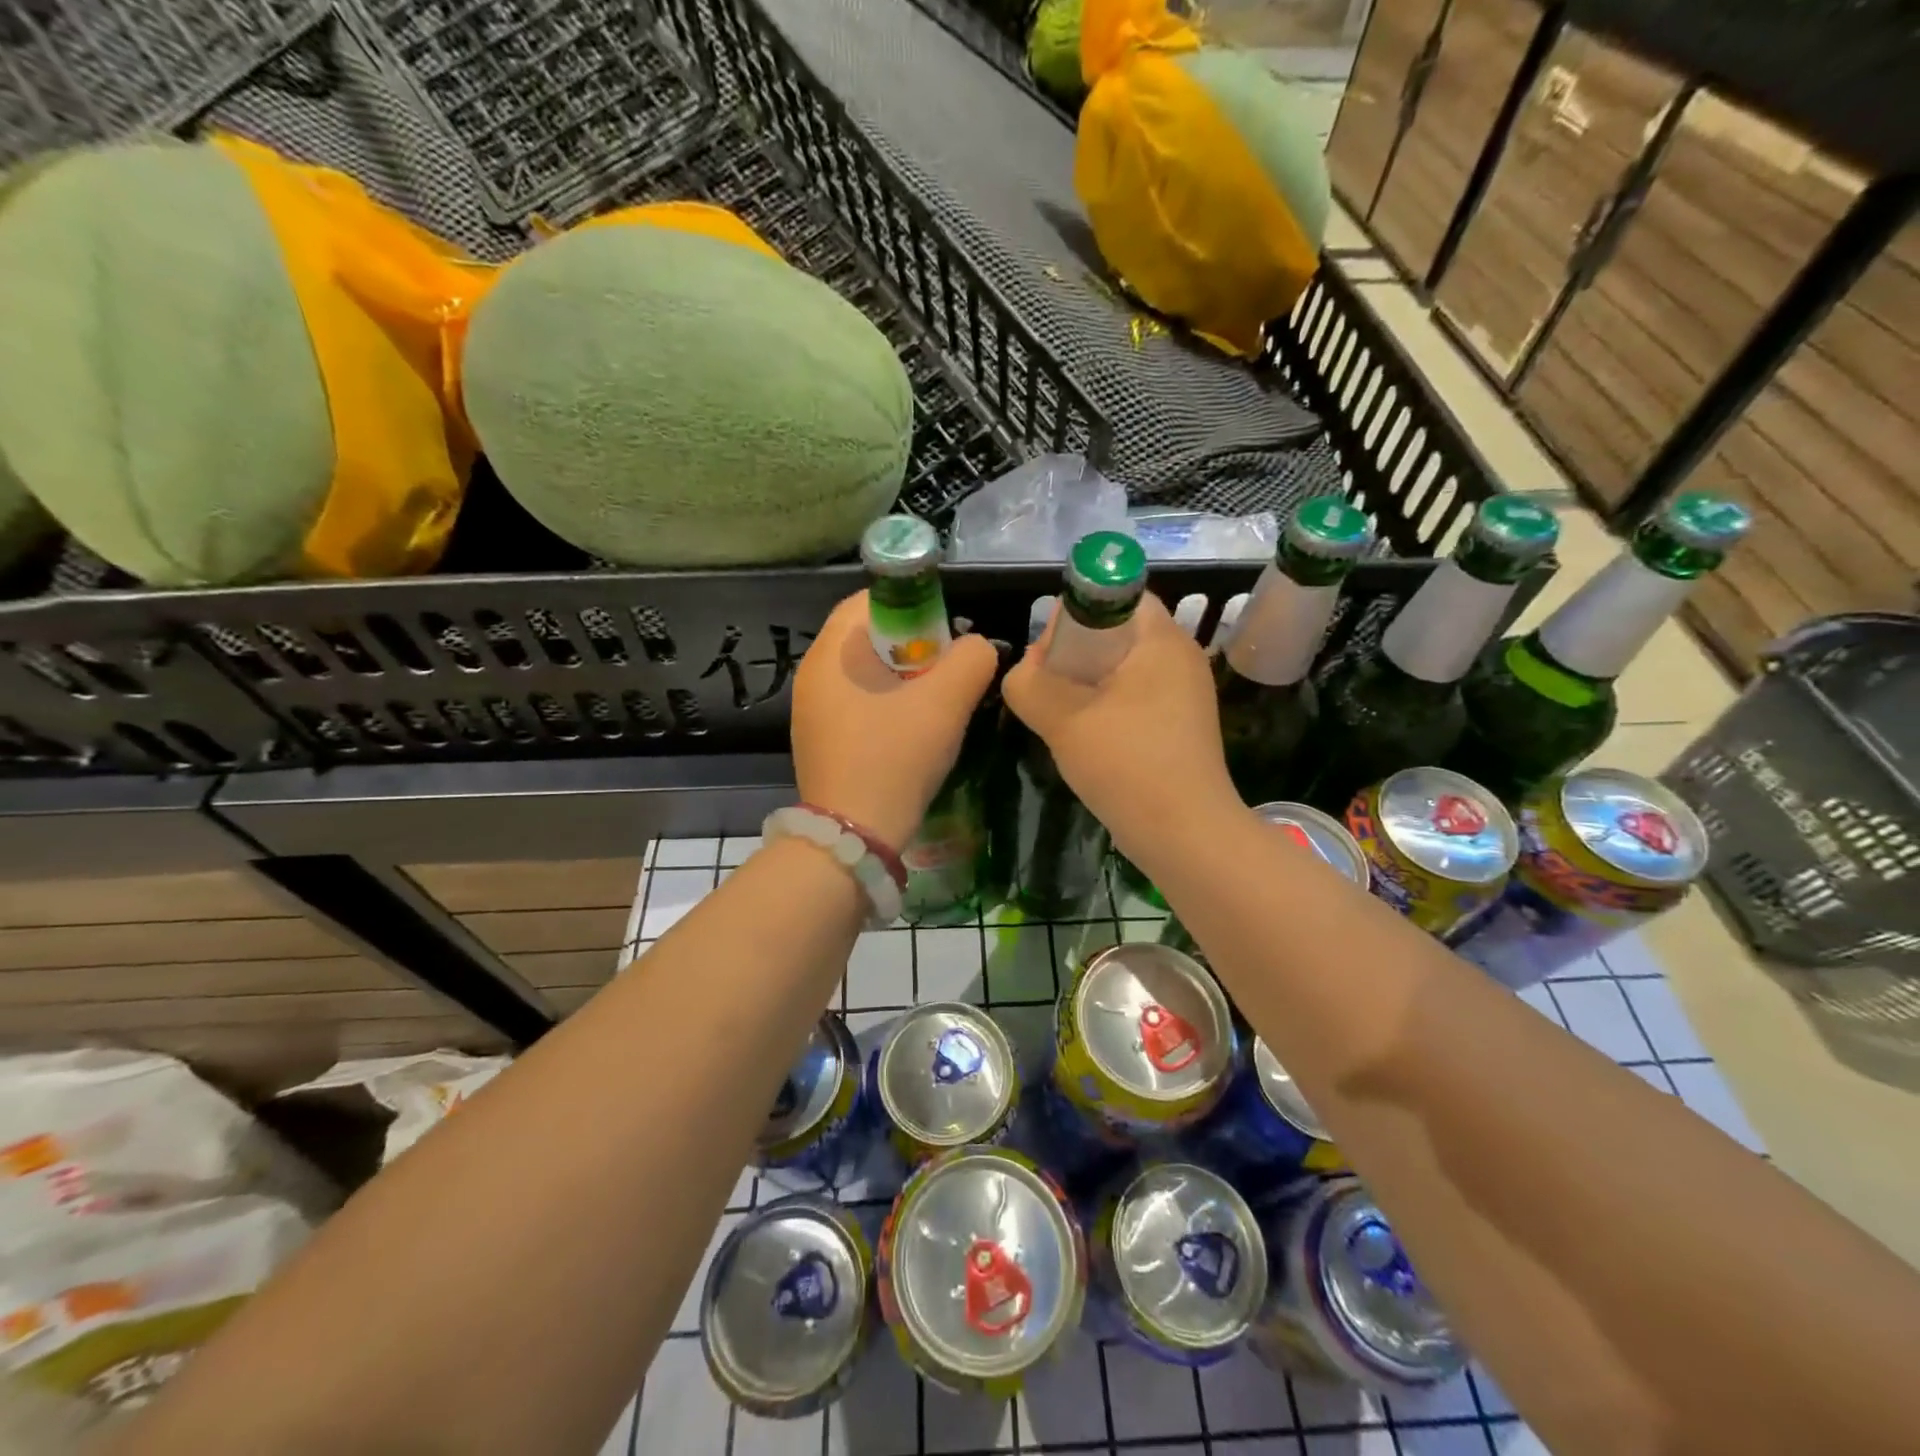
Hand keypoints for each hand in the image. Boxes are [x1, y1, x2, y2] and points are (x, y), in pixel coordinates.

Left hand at [791, 591, 998, 850]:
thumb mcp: (946, 703)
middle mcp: (813, 676)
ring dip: (905, 680)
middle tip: (948, 672)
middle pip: (869, 638)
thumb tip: (977, 647)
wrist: (854, 837)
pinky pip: (859, 705)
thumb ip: (972, 659)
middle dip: (915, 646)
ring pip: (867, 675)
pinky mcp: (821, 741)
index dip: (914, 607)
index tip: (946, 635)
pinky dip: (889, 706)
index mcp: (831, 654)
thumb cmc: (895, 757)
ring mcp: (813, 712)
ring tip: (937, 704)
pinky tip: (912, 732)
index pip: (869, 601)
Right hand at [1002, 592, 1240, 847]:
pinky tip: (1086, 740)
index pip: (1117, 596)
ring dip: (1085, 686)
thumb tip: (1023, 672)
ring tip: (1060, 716)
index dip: (1075, 614)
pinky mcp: (1179, 726)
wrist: (1185, 835)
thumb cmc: (1127, 764)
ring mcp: (1184, 695)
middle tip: (1045, 687)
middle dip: (1074, 655)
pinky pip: (1133, 699)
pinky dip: (1105, 709)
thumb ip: (1028, 684)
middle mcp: (1180, 658)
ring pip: (1122, 670)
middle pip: (1117, 633)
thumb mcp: (1062, 719)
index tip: (1048, 652)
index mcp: (1162, 640)